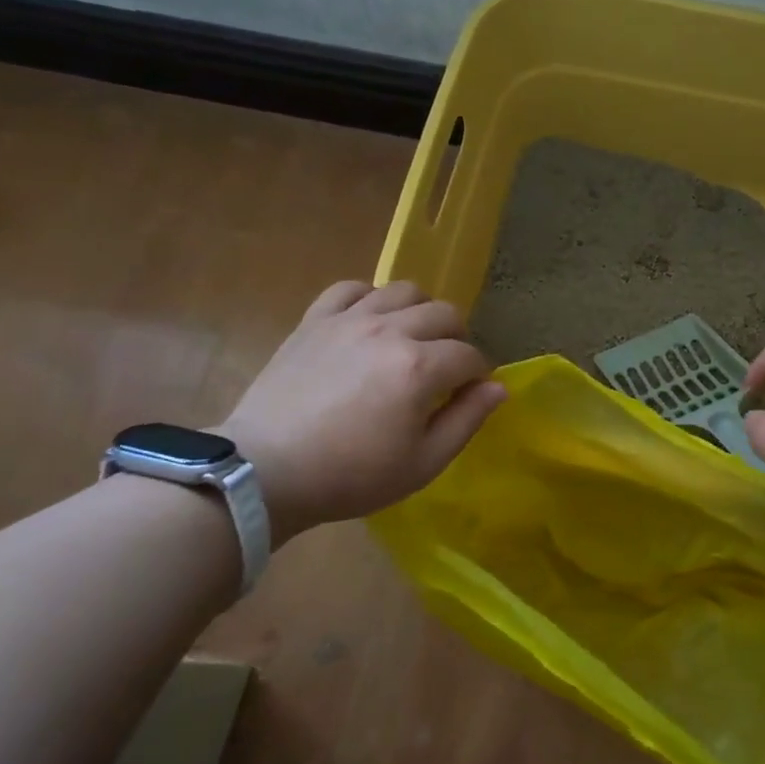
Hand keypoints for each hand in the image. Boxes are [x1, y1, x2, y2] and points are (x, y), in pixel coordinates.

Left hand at [217, 281, 506, 537]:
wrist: (267, 472)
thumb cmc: (352, 475)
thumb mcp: (423, 463)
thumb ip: (466, 420)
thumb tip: (498, 387)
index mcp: (420, 367)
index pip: (469, 355)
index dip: (478, 375)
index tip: (470, 394)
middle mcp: (390, 331)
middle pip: (444, 314)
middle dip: (457, 339)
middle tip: (446, 368)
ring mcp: (349, 320)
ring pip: (403, 290)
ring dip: (420, 312)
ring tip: (412, 340)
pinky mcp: (315, 320)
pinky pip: (351, 288)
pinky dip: (370, 298)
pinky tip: (369, 321)